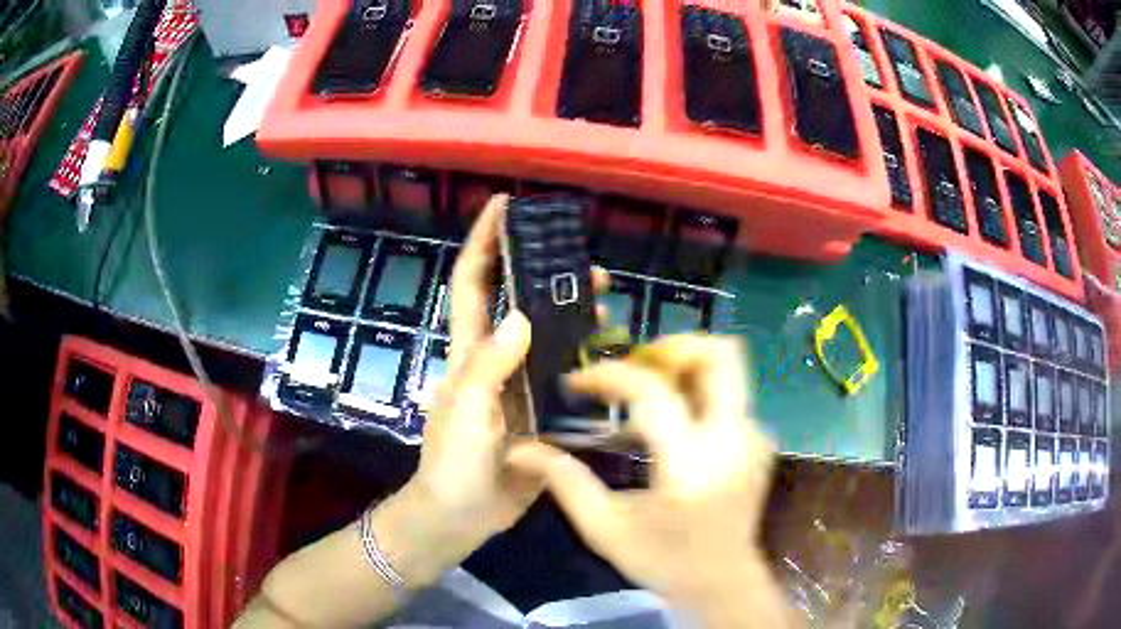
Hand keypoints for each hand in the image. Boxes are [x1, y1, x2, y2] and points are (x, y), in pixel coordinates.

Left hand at [377, 194, 608, 584]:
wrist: (464, 515)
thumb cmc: (453, 462)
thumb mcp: (467, 412)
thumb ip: (490, 366)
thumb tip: (522, 314)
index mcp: (470, 352)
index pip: (473, 284)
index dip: (483, 241)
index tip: (503, 205)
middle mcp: (496, 359)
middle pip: (518, 301)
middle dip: (543, 272)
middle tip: (582, 260)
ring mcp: (521, 384)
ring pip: (548, 335)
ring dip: (572, 311)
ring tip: (604, 298)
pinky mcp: (541, 410)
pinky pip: (566, 372)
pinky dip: (586, 354)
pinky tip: (609, 348)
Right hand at [506, 335, 790, 626]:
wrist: (723, 581)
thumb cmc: (663, 562)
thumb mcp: (604, 529)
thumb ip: (564, 482)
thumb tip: (519, 449)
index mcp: (690, 466)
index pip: (653, 392)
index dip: (609, 376)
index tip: (578, 383)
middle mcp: (733, 440)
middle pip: (721, 355)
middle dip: (672, 347)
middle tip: (634, 365)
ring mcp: (754, 437)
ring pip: (729, 368)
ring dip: (684, 365)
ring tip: (646, 388)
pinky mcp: (760, 440)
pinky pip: (730, 394)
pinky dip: (697, 391)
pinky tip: (670, 420)